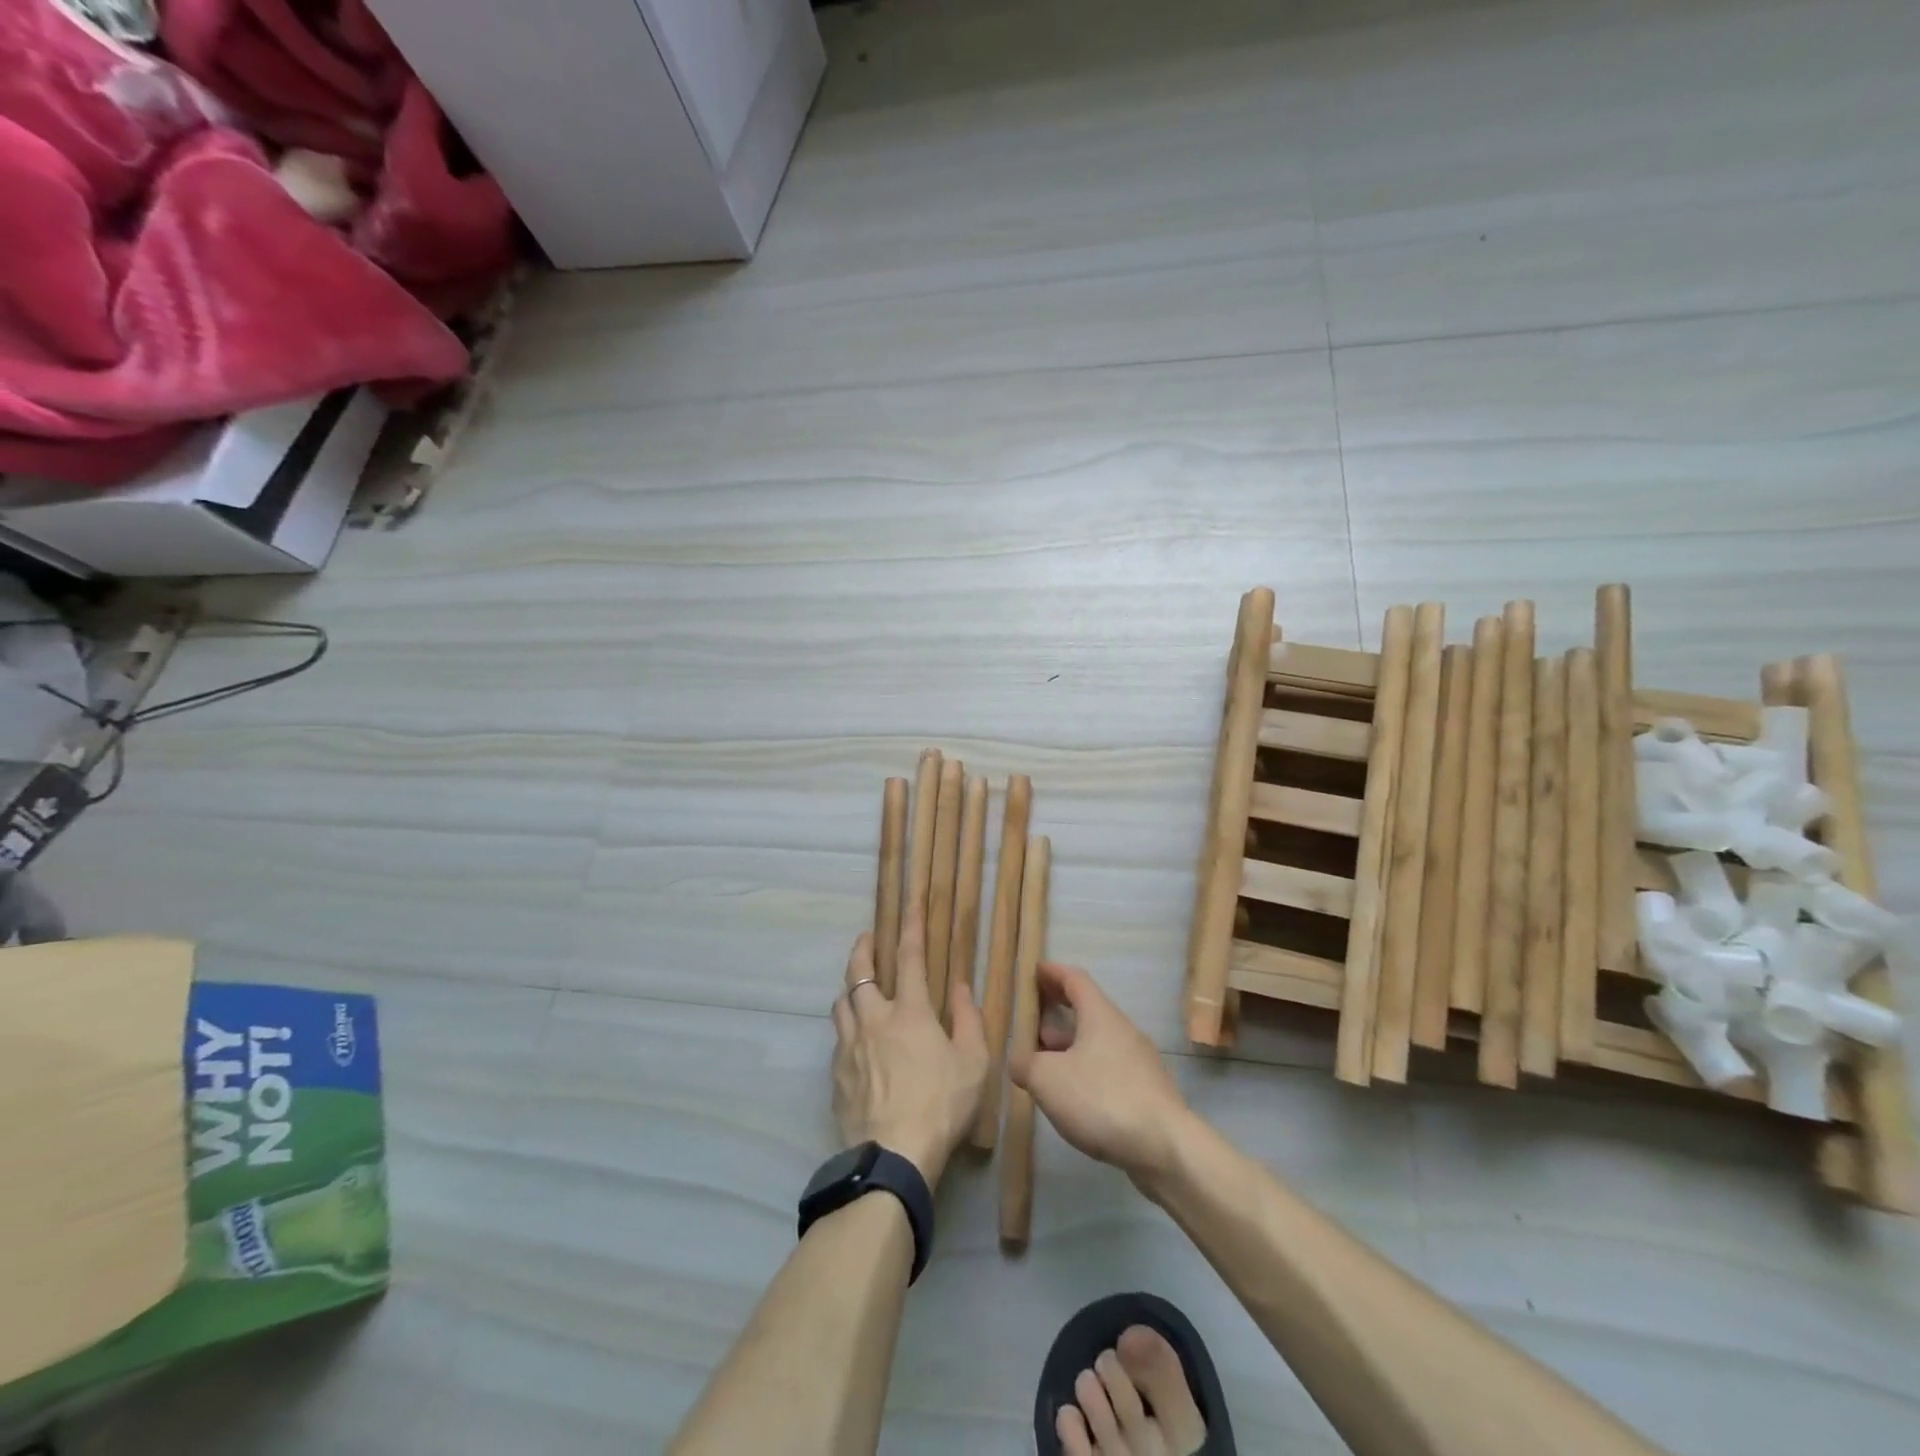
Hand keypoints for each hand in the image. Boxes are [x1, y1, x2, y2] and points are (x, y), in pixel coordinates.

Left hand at [831, 911, 988, 1187]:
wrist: (893, 1156)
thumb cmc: (942, 1105)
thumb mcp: (974, 1063)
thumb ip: (968, 1020)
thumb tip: (960, 987)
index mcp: (910, 1012)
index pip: (910, 958)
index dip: (910, 927)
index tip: (909, 904)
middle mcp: (874, 1019)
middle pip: (859, 972)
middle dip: (862, 949)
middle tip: (867, 938)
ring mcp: (849, 1047)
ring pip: (841, 1003)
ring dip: (850, 987)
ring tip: (857, 986)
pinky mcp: (836, 1075)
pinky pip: (837, 1038)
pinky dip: (846, 1028)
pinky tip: (854, 1040)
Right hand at [1010, 961, 1193, 1183]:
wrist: (1166, 1147)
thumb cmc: (1101, 1098)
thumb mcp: (1047, 1079)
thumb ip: (1025, 1064)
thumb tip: (1019, 1061)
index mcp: (1100, 1015)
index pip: (1075, 980)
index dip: (1052, 973)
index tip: (1034, 971)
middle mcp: (1123, 1030)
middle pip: (1087, 1010)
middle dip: (1057, 1013)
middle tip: (1032, 1022)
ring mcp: (1139, 1061)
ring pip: (1097, 1042)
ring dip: (1070, 1046)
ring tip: (1046, 1063)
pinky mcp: (1147, 1091)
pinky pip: (1109, 1068)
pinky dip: (1086, 1070)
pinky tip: (1073, 1096)